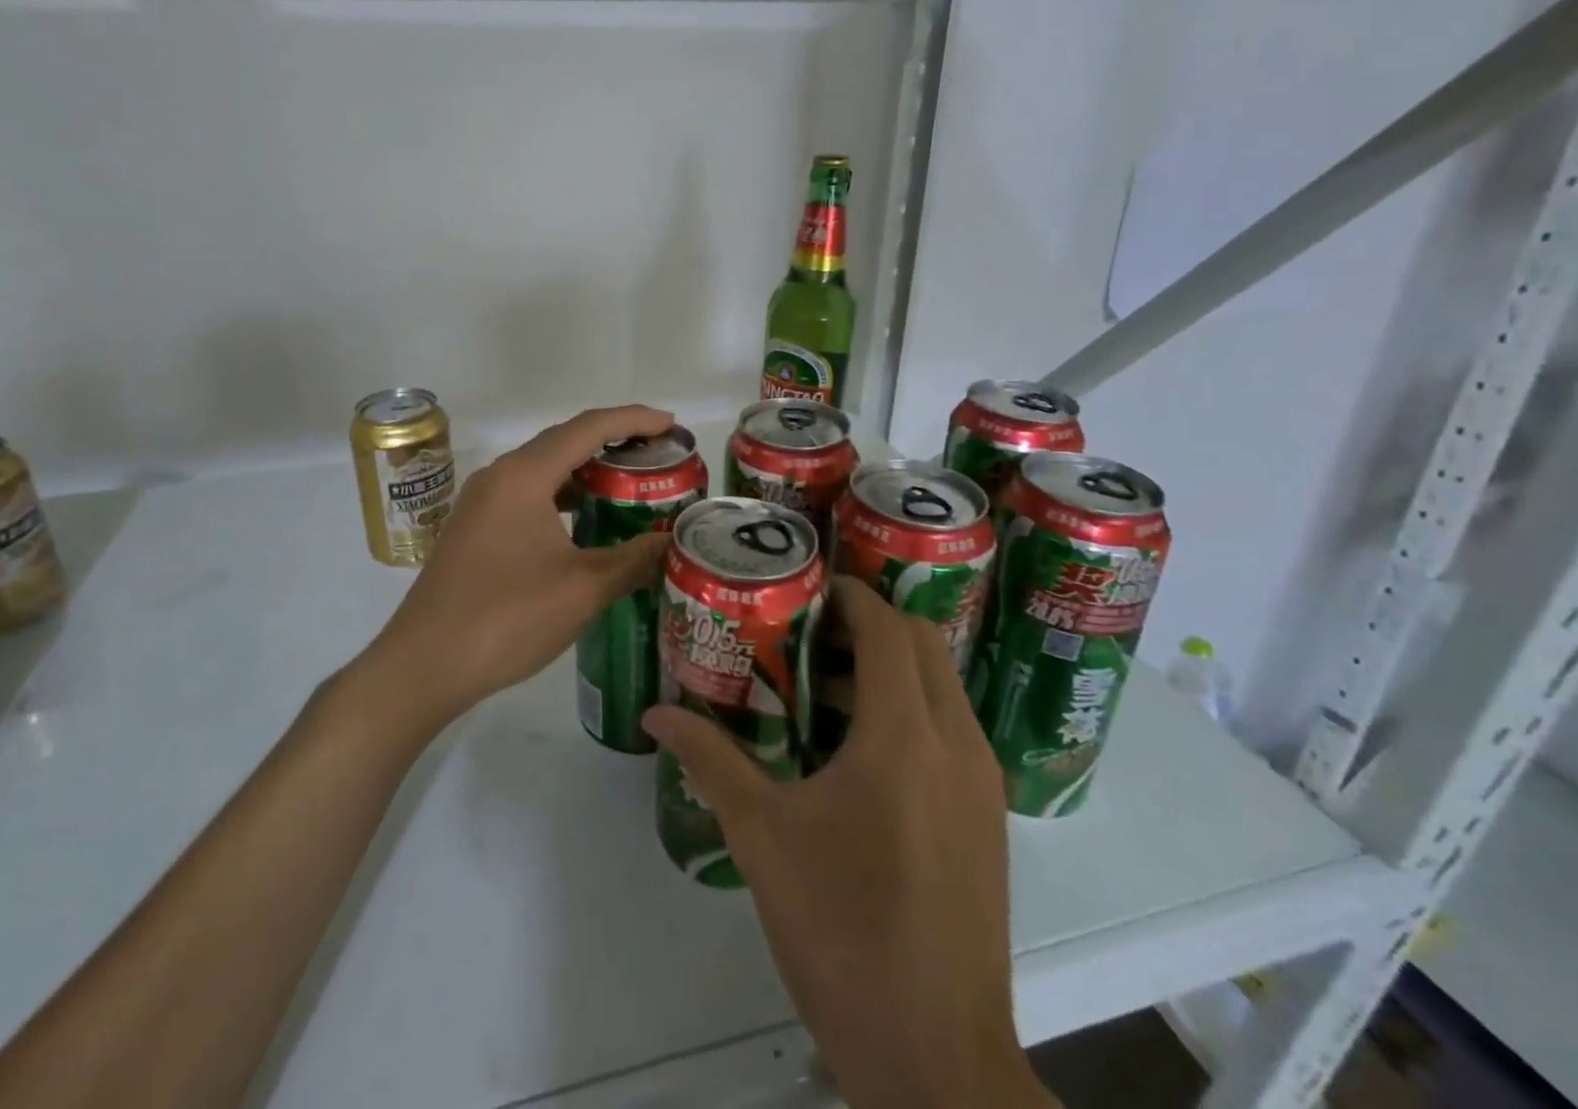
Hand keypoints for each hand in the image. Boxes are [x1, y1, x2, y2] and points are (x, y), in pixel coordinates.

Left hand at [371, 404, 676, 727]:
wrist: (423, 665)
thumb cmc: (506, 619)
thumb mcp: (582, 590)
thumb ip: (633, 560)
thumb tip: (671, 545)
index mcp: (523, 476)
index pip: (588, 428)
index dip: (634, 420)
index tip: (671, 423)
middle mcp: (499, 476)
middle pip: (564, 441)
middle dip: (614, 441)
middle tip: (659, 455)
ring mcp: (481, 501)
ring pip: (543, 469)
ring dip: (586, 470)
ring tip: (629, 484)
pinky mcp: (474, 527)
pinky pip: (527, 493)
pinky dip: (562, 495)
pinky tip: (584, 520)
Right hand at [644, 579, 1051, 1108]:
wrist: (935, 1060)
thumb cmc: (840, 931)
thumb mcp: (761, 836)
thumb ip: (709, 760)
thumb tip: (656, 715)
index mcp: (904, 737)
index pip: (887, 630)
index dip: (851, 596)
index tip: (808, 584)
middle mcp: (957, 745)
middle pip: (924, 645)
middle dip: (871, 624)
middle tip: (809, 629)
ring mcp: (982, 783)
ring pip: (942, 686)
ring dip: (890, 668)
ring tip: (820, 686)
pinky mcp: (988, 818)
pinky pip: (952, 730)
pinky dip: (910, 711)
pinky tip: (855, 750)